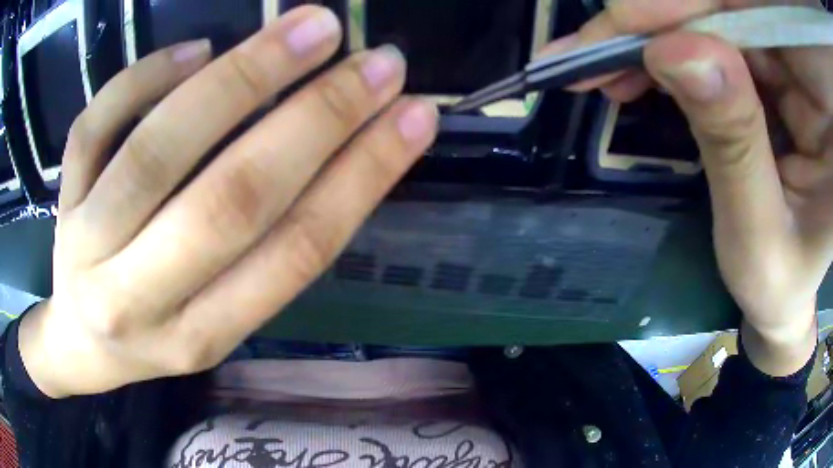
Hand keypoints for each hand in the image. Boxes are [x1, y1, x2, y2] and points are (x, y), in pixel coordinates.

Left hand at [19, 6, 438, 397]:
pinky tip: (197, 48)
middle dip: (316, 118)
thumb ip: (265, 254)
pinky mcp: (62, 202)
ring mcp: (87, 246)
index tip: (414, 115)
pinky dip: (145, 77)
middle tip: (378, 59)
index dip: (363, 176)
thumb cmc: (154, 330)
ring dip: (241, 77)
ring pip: (156, 153)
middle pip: (229, 201)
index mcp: (200, 337)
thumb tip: (338, 150)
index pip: (293, 252)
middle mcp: (138, 301)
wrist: (84, 344)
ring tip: (310, 27)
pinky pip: (93, 128)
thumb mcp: (215, 322)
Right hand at [544, 0, 832, 375]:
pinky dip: (667, 49)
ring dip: (654, 36)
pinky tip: (635, 73)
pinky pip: (711, 37)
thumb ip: (733, 144)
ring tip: (601, 67)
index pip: (765, 18)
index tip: (627, 23)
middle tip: (592, 48)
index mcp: (826, 114)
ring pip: (716, 16)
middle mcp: (809, 74)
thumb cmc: (781, 284)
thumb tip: (672, 50)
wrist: (786, 293)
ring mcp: (789, 66)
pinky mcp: (767, 69)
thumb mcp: (759, 237)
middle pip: (736, 7)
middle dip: (662, 19)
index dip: (697, 5)